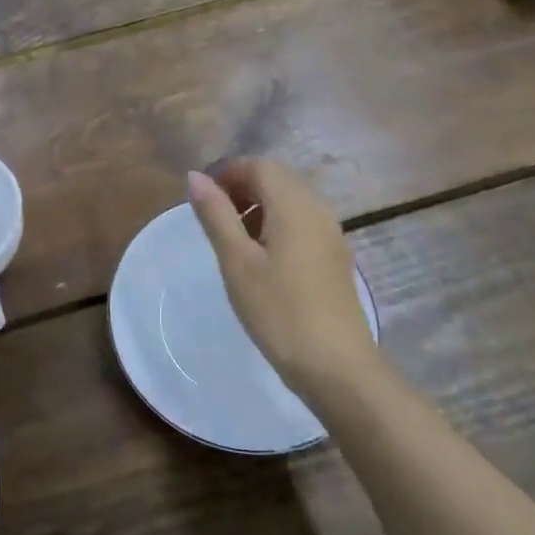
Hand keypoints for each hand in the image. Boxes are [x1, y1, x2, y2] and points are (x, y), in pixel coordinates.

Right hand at [187, 160, 375, 398]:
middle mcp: (318, 210)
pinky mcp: (336, 258)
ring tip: (234, 240)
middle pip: (277, 178)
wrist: (338, 368)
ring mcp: (332, 234)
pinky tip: (262, 259)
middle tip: (213, 217)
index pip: (259, 166)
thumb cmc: (279, 311)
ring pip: (291, 200)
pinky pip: (303, 222)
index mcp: (294, 205)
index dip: (227, 172)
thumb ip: (216, 215)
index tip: (202, 198)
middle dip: (242, 187)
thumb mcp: (237, 262)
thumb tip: (195, 177)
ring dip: (259, 206)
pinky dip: (277, 224)